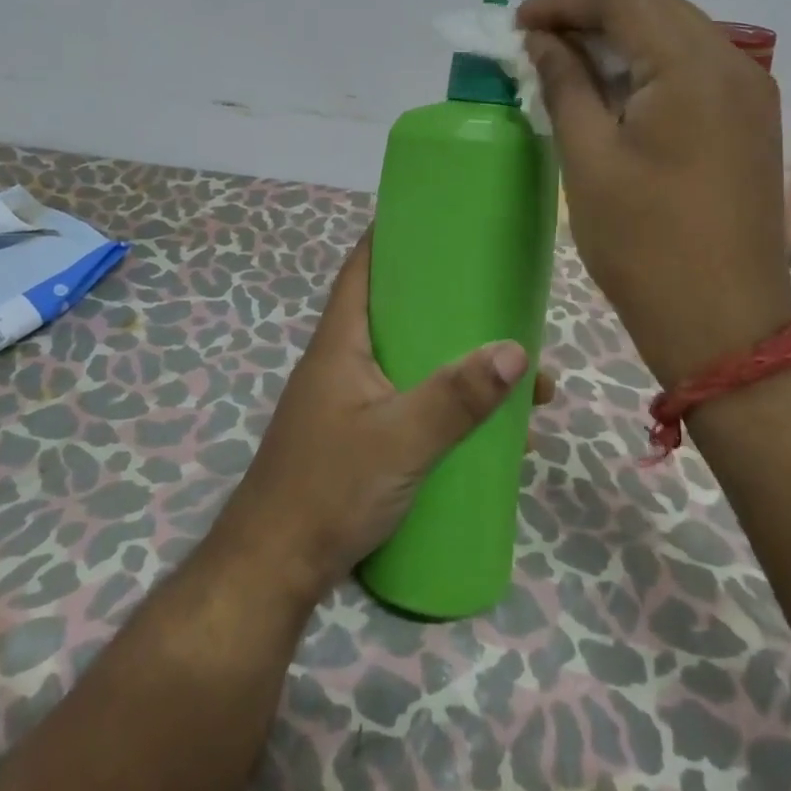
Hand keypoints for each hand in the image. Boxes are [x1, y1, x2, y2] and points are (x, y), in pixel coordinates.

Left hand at [212, 233, 556, 607]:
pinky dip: (448, 405)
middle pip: (399, 315)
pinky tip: (489, 428)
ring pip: (413, 363)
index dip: (392, 236)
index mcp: (342, 341)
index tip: (436, 220)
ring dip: (458, 364)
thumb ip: (456, 397)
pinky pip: (413, 403)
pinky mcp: (362, 438)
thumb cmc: (328, 488)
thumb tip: (516, 350)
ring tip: (516, 374)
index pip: (362, 268)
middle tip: (500, 301)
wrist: (275, 570)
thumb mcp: (400, 439)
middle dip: (450, 308)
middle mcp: (345, 362)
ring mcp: (352, 402)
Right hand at [519, 0, 790, 386]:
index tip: (519, 23)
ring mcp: (750, 93)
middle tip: (537, 38)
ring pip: (677, 32)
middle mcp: (734, 65)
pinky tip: (612, 87)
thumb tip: (541, 40)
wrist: (724, 326)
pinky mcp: (750, 120)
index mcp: (694, 69)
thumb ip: (564, 83)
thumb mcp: (588, 158)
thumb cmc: (644, 244)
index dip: (566, 0)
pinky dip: (648, 62)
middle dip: (592, 11)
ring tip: (566, 59)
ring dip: (620, 35)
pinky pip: (694, 66)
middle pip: (656, 6)